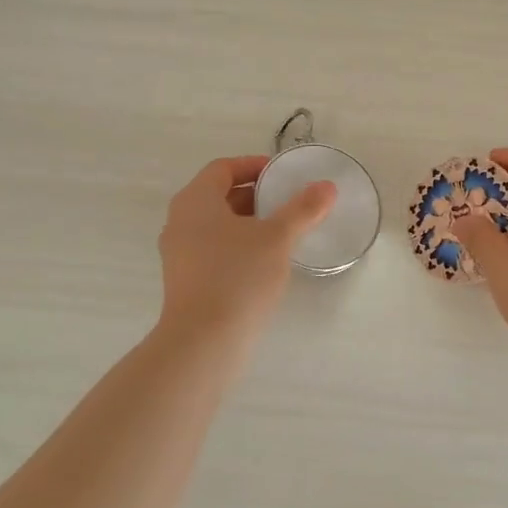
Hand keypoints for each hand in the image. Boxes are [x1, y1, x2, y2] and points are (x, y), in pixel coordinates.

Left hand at [157, 155, 336, 342]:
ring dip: (248, 222)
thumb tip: (327, 187)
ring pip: (217, 225)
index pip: (223, 168)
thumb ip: (303, 209)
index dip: (253, 165)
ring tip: (283, 231)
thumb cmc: (238, 276)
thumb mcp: (277, 238)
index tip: (282, 174)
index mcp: (195, 201)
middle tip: (288, 201)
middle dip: (255, 195)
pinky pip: (214, 250)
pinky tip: (265, 262)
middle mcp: (180, 222)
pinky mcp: (186, 281)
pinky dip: (238, 246)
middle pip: (219, 196)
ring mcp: (179, 254)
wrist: (204, 342)